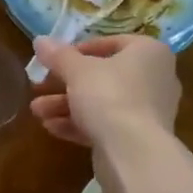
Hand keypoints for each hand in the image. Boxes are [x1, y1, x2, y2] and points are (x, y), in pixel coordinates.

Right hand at [29, 34, 179, 148]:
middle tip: (40, 86)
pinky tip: (51, 127)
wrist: (134, 153)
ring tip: (37, 111)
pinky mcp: (139, 138)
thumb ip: (58, 55)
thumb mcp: (77, 70)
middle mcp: (156, 78)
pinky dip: (80, 124)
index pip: (113, 42)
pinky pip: (107, 124)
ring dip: (66, 105)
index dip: (80, 49)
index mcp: (149, 52)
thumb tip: (40, 40)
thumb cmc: (109, 95)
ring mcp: (149, 111)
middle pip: (103, 75)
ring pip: (102, 102)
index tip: (56, 59)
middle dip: (66, 83)